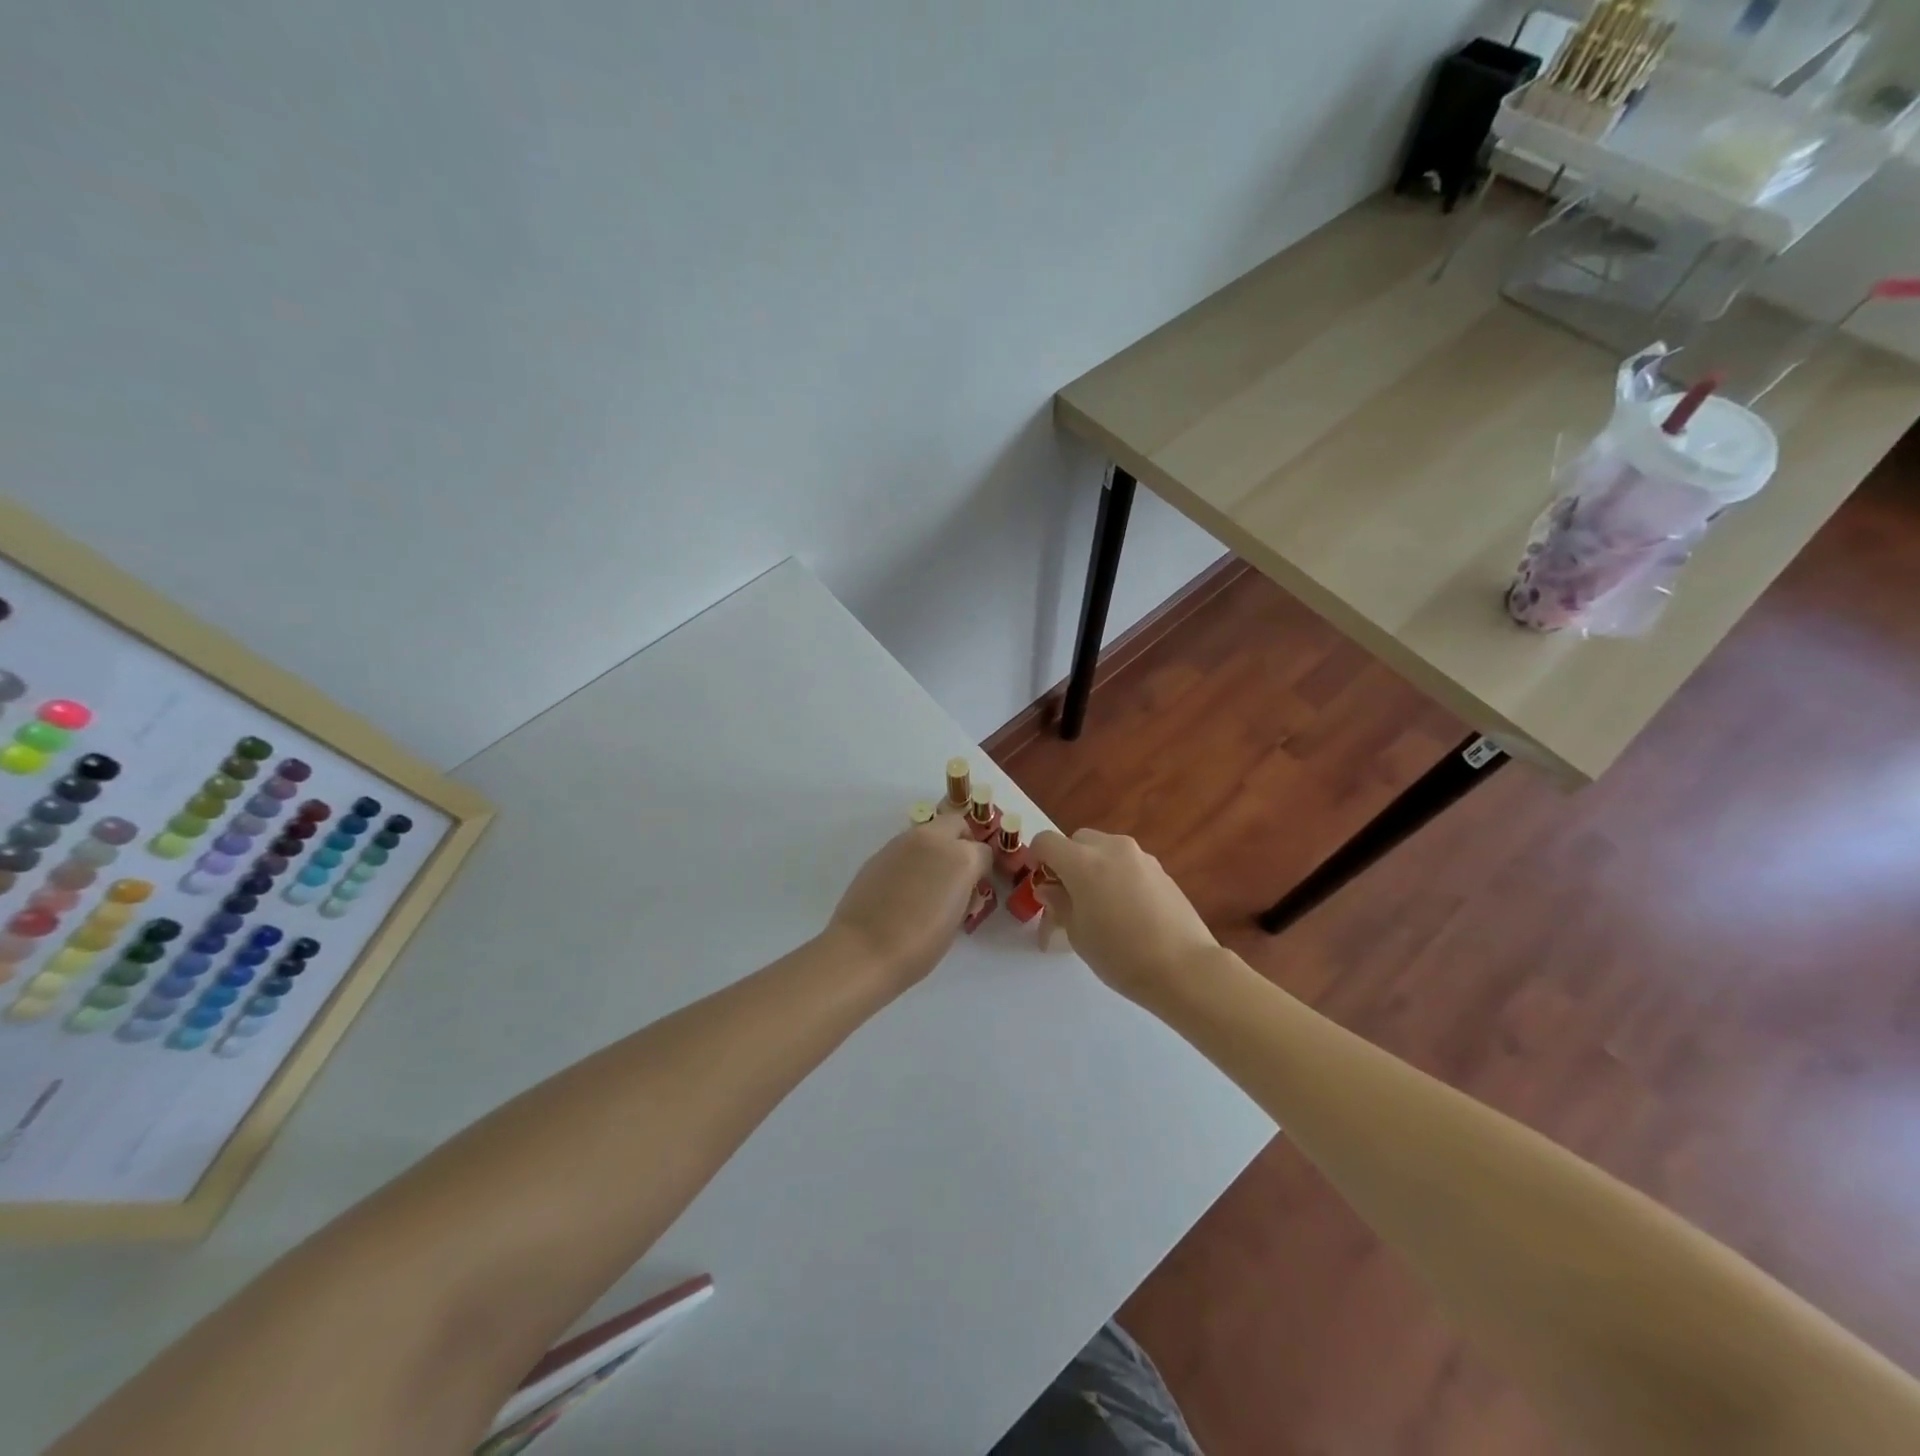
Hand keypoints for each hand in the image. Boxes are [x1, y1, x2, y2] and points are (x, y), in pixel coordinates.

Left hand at [825, 816, 990, 990]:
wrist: (865, 950)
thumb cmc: (920, 945)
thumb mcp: (956, 921)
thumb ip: (964, 894)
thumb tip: (961, 888)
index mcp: (961, 858)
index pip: (984, 851)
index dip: (981, 871)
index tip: (975, 889)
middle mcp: (933, 840)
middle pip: (956, 824)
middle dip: (961, 842)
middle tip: (956, 873)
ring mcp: (903, 842)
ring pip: (928, 832)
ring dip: (934, 848)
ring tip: (927, 883)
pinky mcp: (879, 852)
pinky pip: (905, 847)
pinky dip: (911, 859)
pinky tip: (903, 887)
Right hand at [1030, 828, 1219, 1002]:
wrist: (1185, 968)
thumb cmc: (1121, 956)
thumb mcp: (1077, 934)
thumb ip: (1059, 903)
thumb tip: (1050, 888)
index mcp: (1083, 862)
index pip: (1046, 841)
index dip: (1036, 858)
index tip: (1041, 882)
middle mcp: (1111, 849)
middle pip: (1078, 840)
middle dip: (1067, 861)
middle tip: (1070, 895)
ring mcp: (1140, 856)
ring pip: (1105, 849)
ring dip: (1094, 866)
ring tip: (1101, 904)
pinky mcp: (1161, 869)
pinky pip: (1128, 862)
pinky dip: (1118, 875)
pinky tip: (1128, 910)